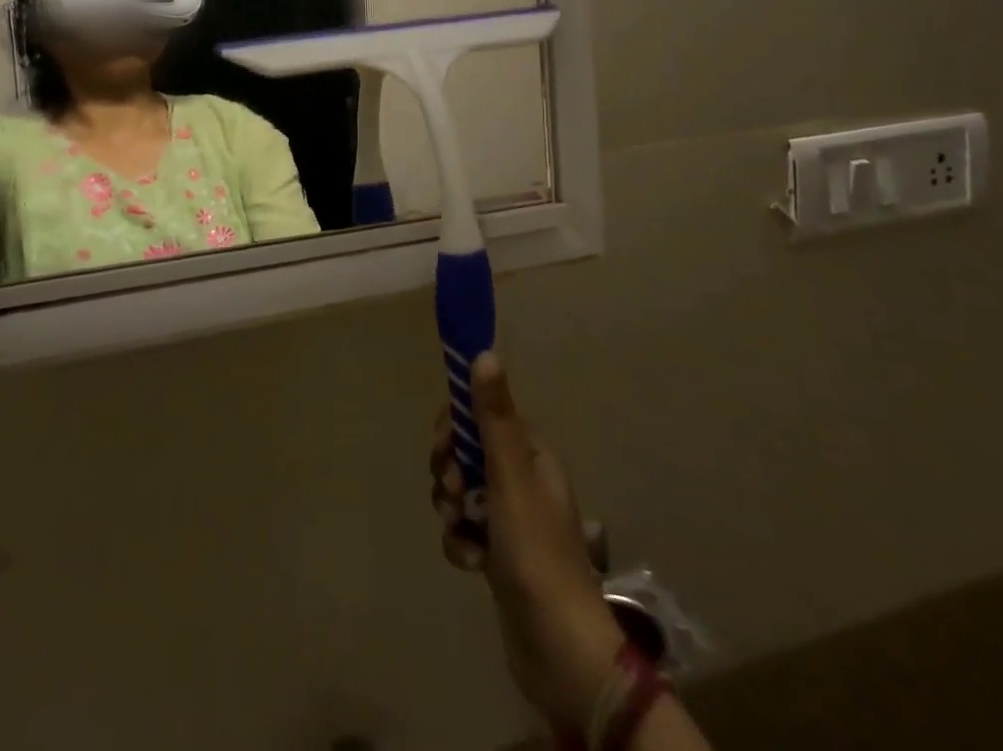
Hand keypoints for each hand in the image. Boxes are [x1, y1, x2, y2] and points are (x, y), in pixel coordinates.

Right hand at [432, 353, 624, 737]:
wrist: (558, 649)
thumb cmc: (535, 552)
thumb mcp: (510, 478)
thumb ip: (494, 417)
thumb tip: (484, 353)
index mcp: (531, 455)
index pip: (483, 415)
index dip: (456, 425)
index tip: (444, 447)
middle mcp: (522, 479)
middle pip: (468, 452)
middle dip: (450, 470)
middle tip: (453, 492)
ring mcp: (511, 519)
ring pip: (462, 492)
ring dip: (452, 508)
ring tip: (462, 531)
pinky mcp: (499, 554)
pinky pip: (465, 529)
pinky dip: (461, 541)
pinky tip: (470, 562)